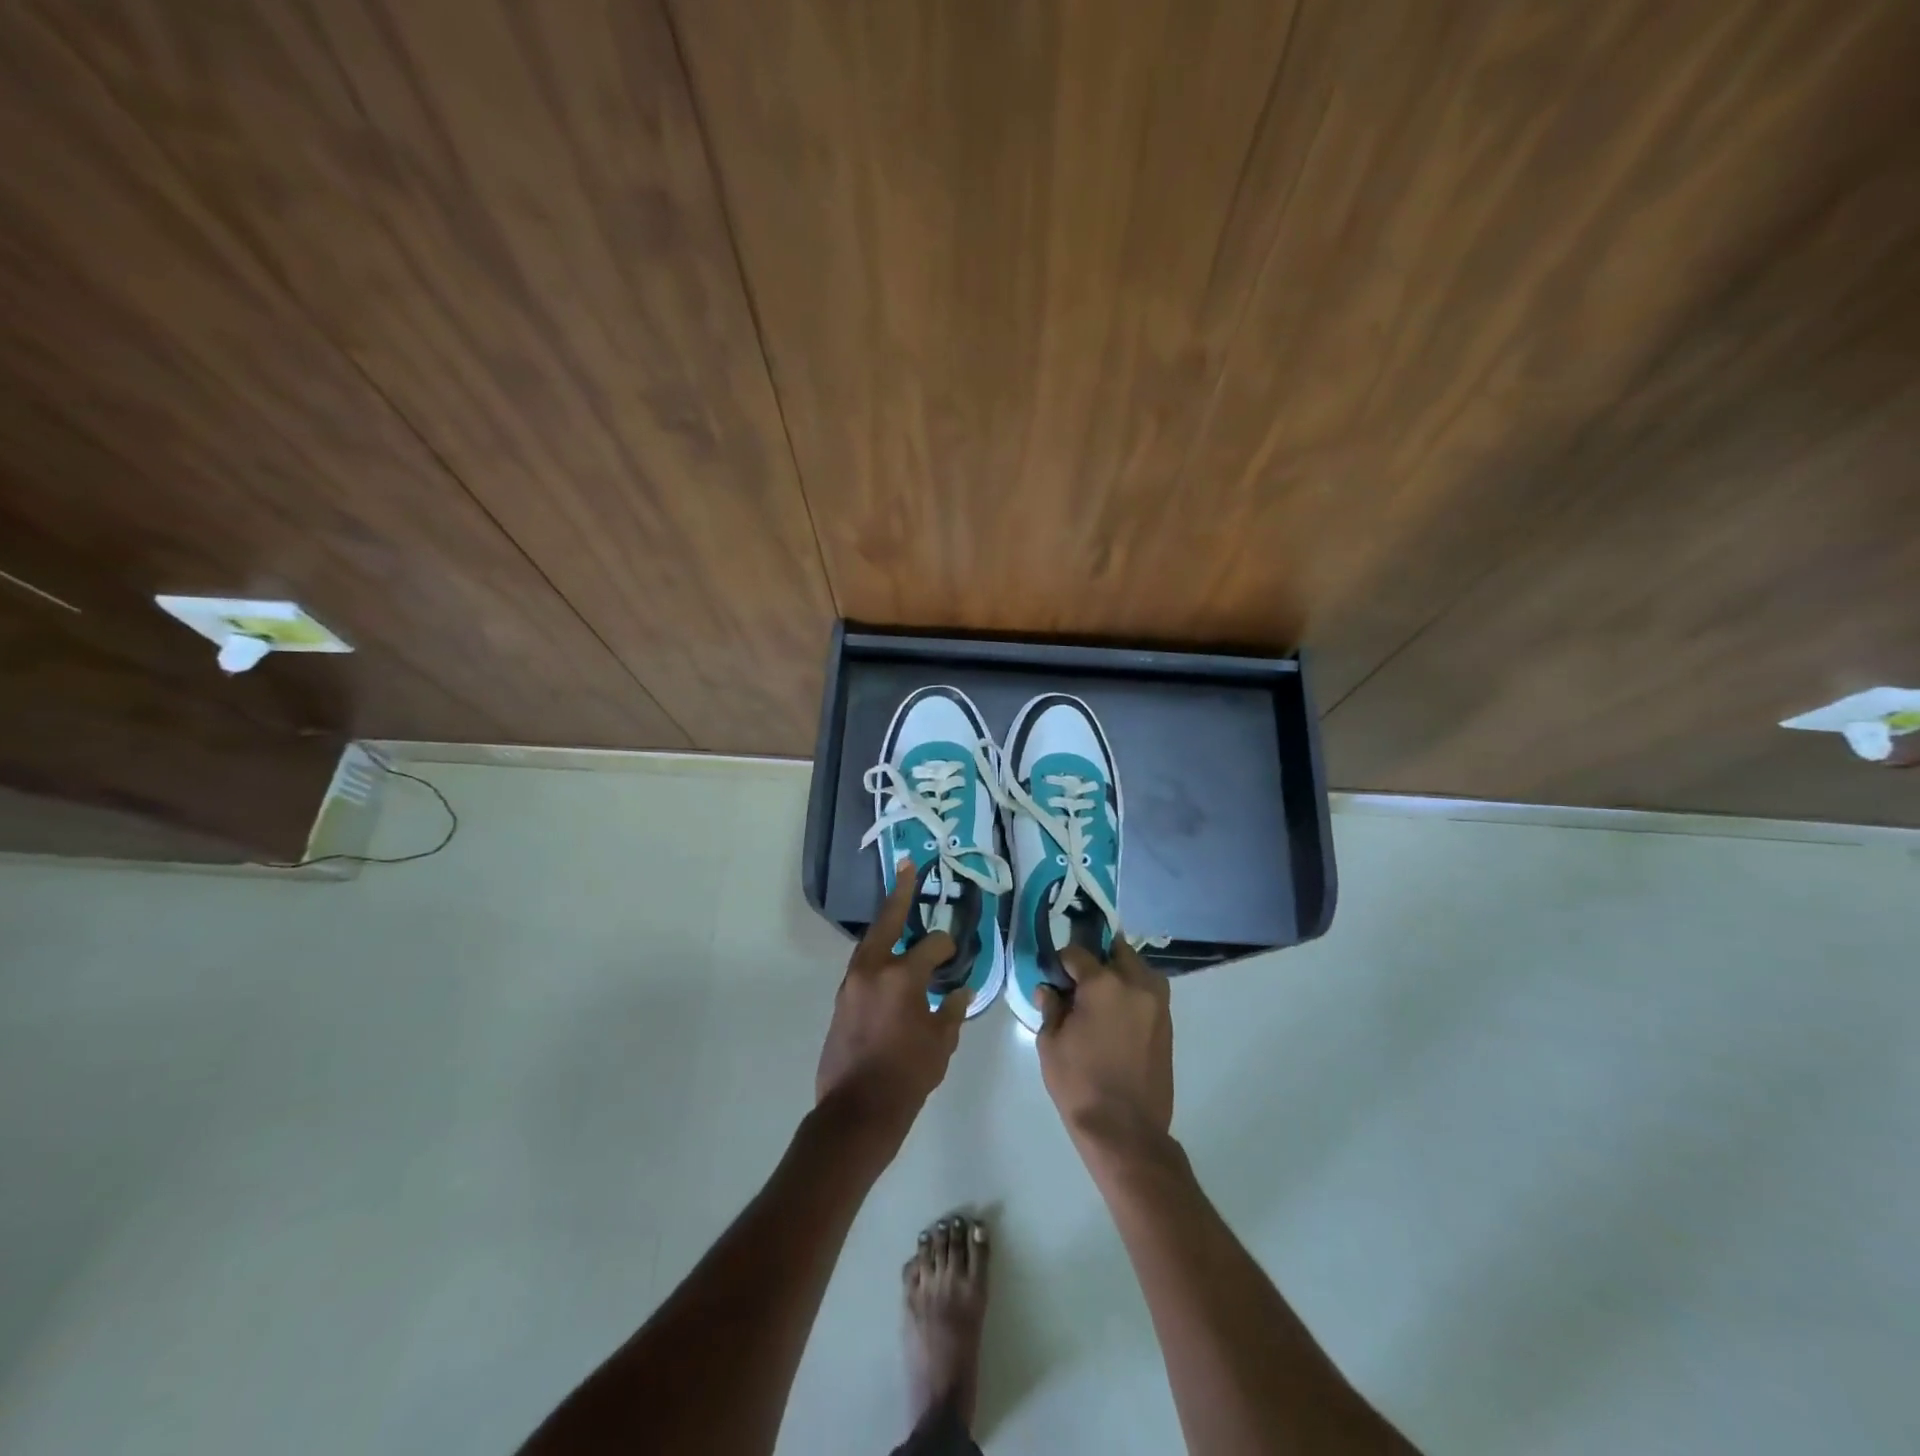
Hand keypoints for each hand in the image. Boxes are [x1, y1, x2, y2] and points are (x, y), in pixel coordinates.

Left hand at [816, 859, 970, 1145]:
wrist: (855, 1112)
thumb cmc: (906, 1078)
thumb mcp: (940, 1044)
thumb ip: (951, 1011)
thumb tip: (960, 991)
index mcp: (901, 977)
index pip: (932, 945)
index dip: (948, 947)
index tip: (956, 954)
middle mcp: (872, 969)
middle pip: (888, 920)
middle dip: (900, 892)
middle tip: (908, 866)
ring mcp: (852, 982)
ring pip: (871, 940)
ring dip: (886, 923)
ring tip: (899, 906)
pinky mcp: (841, 999)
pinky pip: (863, 963)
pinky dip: (878, 952)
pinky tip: (889, 957)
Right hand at [1036, 940, 1173, 1158]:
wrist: (1126, 1131)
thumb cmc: (1080, 1084)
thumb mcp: (1050, 1044)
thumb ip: (1050, 1007)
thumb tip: (1050, 989)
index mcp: (1103, 983)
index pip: (1077, 953)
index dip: (1061, 962)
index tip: (1054, 976)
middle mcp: (1135, 983)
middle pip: (1115, 950)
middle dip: (1096, 958)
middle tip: (1079, 980)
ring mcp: (1157, 1003)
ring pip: (1137, 968)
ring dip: (1119, 971)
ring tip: (1101, 996)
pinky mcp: (1168, 1023)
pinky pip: (1149, 991)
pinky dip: (1133, 991)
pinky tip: (1117, 1014)